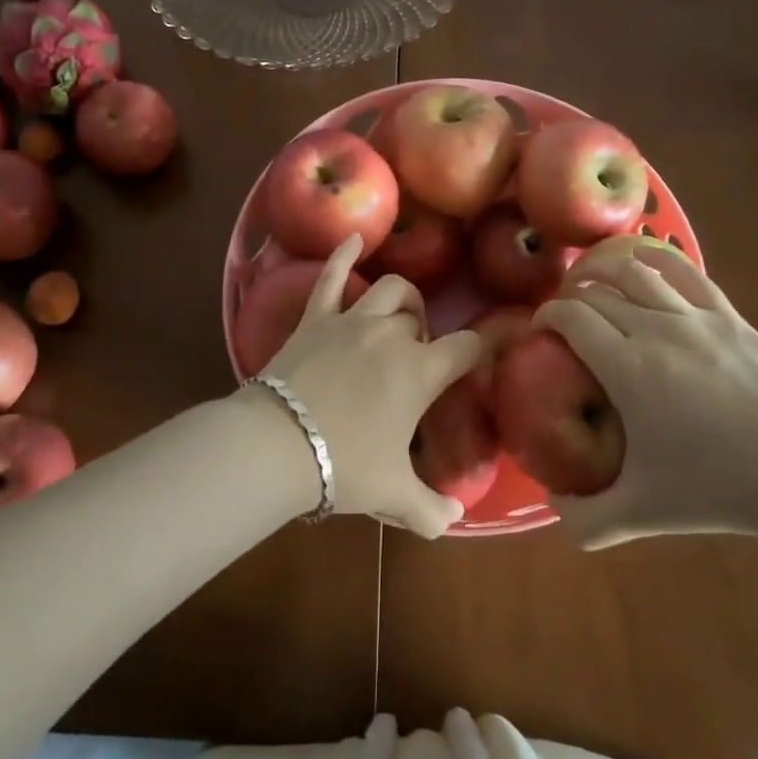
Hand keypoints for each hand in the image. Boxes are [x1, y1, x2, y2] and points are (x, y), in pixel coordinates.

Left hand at [258, 237, 485, 538]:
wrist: (279, 443)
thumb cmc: (346, 464)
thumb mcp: (394, 495)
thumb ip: (431, 510)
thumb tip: (453, 521)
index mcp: (421, 371)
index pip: (467, 348)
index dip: (478, 353)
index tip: (476, 364)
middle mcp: (392, 334)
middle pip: (422, 317)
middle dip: (426, 333)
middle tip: (414, 362)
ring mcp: (351, 319)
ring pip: (388, 289)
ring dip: (401, 299)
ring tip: (399, 315)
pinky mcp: (316, 317)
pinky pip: (332, 277)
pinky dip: (344, 255)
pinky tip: (353, 238)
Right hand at [534, 247, 757, 547]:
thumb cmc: (718, 488)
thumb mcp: (642, 513)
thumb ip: (586, 518)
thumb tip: (551, 504)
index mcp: (626, 366)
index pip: (571, 317)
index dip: (546, 315)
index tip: (539, 329)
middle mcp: (654, 327)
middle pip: (597, 291)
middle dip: (570, 296)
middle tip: (564, 315)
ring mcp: (694, 316)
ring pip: (635, 270)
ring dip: (603, 269)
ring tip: (592, 279)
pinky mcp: (728, 314)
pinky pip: (684, 271)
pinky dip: (655, 259)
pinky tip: (644, 262)